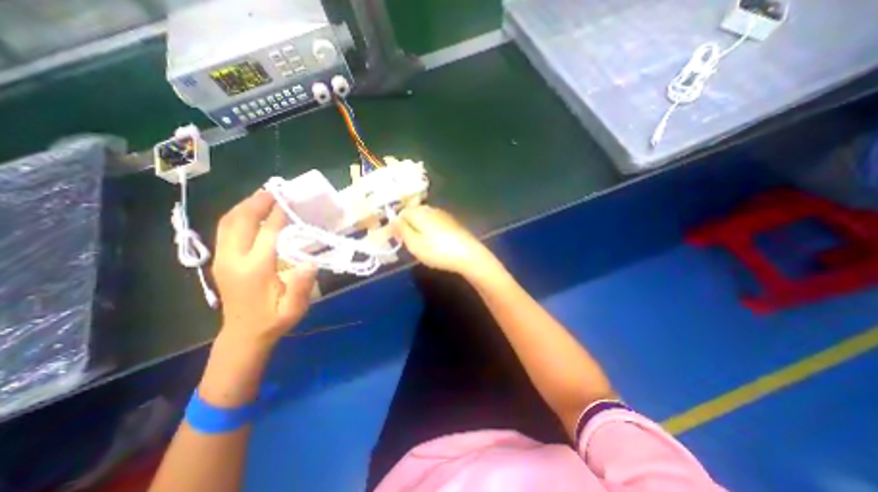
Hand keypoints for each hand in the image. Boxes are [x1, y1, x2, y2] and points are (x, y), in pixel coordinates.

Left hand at [212, 188, 316, 344]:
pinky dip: (238, 215)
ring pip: (228, 222)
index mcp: (255, 270)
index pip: (268, 233)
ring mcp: (223, 258)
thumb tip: (310, 262)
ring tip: (264, 195)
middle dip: (257, 202)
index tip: (290, 198)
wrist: (244, 334)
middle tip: (275, 190)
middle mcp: (233, 259)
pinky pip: (226, 229)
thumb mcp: (293, 309)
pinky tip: (252, 212)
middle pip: (240, 221)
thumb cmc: (273, 319)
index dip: (279, 214)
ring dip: (245, 205)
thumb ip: (301, 286)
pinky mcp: (221, 260)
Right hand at [397, 204, 503, 279]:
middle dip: (409, 226)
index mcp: (420, 212)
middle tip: (409, 243)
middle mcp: (431, 209)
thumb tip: (394, 219)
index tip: (398, 239)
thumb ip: (402, 230)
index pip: (402, 212)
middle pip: (414, 213)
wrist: (468, 255)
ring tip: (422, 244)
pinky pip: (435, 222)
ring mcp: (444, 215)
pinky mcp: (452, 222)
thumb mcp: (414, 244)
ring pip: (425, 218)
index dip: (397, 225)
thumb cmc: (438, 251)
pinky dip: (431, 230)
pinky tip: (435, 242)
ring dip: (419, 228)